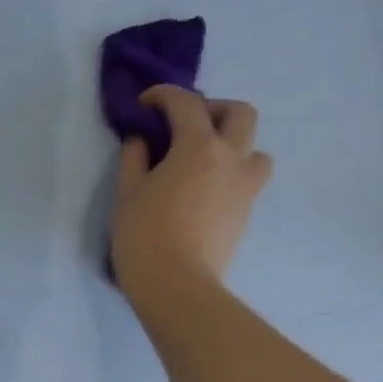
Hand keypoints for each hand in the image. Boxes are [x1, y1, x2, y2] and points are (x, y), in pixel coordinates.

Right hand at [110, 85, 272, 316]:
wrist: (177, 286)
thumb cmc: (145, 235)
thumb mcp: (127, 192)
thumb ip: (134, 157)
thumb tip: (141, 140)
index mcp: (199, 147)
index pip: (186, 103)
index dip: (164, 95)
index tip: (145, 105)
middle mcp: (232, 159)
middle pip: (240, 113)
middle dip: (213, 109)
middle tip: (186, 126)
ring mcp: (245, 188)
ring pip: (255, 149)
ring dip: (234, 145)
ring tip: (204, 162)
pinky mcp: (246, 214)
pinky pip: (248, 180)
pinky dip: (230, 174)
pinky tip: (204, 192)